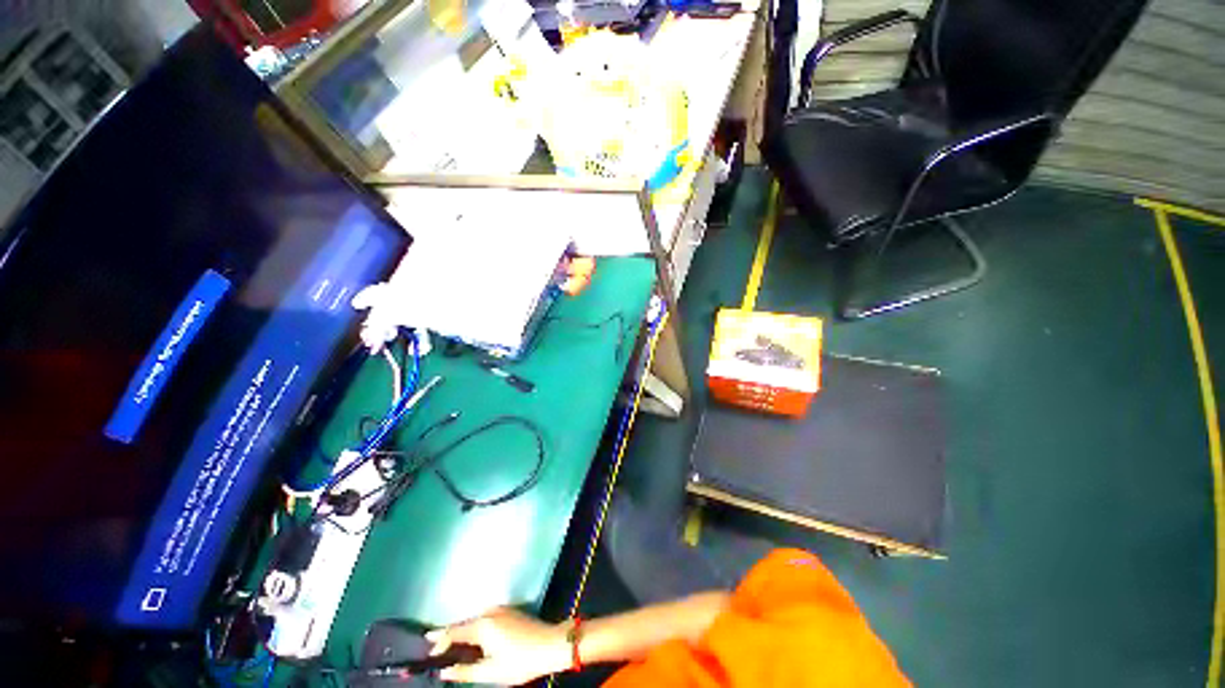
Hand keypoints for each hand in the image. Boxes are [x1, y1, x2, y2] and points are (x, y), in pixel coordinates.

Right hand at [426, 607, 570, 685]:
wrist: (550, 644)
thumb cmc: (520, 661)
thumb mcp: (491, 672)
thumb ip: (465, 672)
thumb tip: (444, 671)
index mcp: (483, 625)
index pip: (455, 630)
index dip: (439, 639)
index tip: (427, 645)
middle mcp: (490, 612)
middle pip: (464, 624)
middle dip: (450, 635)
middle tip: (436, 648)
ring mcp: (501, 609)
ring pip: (475, 620)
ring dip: (464, 632)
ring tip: (453, 647)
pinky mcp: (509, 611)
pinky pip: (486, 619)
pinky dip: (476, 628)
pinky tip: (475, 641)